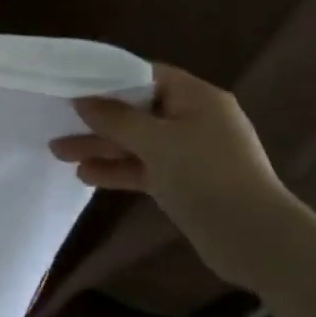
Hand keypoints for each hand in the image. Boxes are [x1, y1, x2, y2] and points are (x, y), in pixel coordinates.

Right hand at [49, 63, 311, 289]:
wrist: (257, 240)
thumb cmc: (206, 175)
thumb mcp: (156, 141)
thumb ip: (115, 118)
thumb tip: (83, 100)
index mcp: (197, 98)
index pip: (147, 75)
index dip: (110, 77)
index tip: (74, 83)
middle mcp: (194, 120)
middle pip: (137, 110)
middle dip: (97, 118)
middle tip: (59, 122)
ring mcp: (190, 154)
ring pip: (136, 142)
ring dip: (101, 146)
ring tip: (58, 152)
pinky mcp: (184, 183)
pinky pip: (143, 167)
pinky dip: (117, 169)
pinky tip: (85, 176)